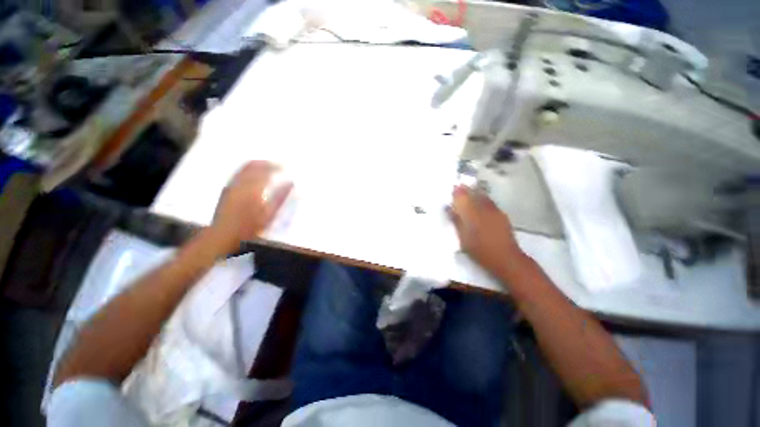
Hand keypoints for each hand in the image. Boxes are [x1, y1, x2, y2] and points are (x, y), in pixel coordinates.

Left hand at [210, 160, 292, 246]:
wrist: (223, 235)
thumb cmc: (250, 226)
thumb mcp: (269, 214)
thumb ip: (280, 197)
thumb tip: (291, 183)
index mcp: (253, 188)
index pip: (265, 170)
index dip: (275, 166)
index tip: (284, 166)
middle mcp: (240, 183)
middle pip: (252, 165)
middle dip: (265, 162)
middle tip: (276, 163)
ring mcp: (231, 185)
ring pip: (244, 168)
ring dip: (256, 164)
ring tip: (266, 165)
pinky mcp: (226, 189)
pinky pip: (238, 173)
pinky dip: (247, 170)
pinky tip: (253, 175)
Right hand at [450, 185, 529, 279]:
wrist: (505, 258)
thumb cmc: (479, 249)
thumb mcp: (463, 236)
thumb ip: (456, 220)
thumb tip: (449, 208)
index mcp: (472, 213)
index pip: (463, 197)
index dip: (457, 191)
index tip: (452, 187)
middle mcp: (484, 208)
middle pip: (474, 194)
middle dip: (466, 190)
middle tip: (460, 187)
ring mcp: (495, 211)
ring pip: (483, 197)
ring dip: (476, 193)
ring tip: (470, 191)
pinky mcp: (502, 215)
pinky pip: (490, 202)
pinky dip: (484, 199)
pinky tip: (482, 202)